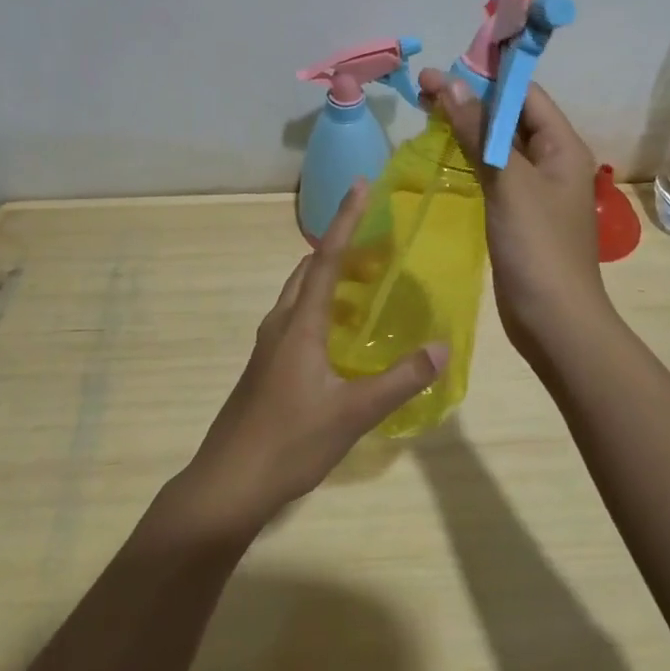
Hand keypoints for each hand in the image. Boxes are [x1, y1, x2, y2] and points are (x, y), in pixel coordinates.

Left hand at [184, 182, 448, 529]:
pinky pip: (297, 320)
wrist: (227, 485)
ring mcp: (269, 347)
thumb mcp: (352, 413)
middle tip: (380, 249)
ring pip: (301, 296)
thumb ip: (399, 380)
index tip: (362, 186)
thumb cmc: (289, 442)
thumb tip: (442, 347)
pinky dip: (323, 310)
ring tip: (368, 288)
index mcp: (299, 323)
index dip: (346, 220)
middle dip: (342, 250)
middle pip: (309, 270)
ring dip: (330, 281)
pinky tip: (344, 339)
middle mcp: (281, 324)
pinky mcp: (266, 368)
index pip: (325, 258)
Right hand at [417, 68, 611, 359]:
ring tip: (428, 112)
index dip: (485, 78)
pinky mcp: (520, 213)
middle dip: (471, 100)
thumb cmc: (538, 248)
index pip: (525, 94)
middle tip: (424, 89)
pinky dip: (472, 157)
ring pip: (501, 145)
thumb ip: (480, 133)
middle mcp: (554, 161)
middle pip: (512, 116)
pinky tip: (448, 153)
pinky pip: (496, 172)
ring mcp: (537, 189)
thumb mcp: (508, 183)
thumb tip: (451, 85)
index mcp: (563, 146)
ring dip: (469, 126)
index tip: (440, 72)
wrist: (554, 322)